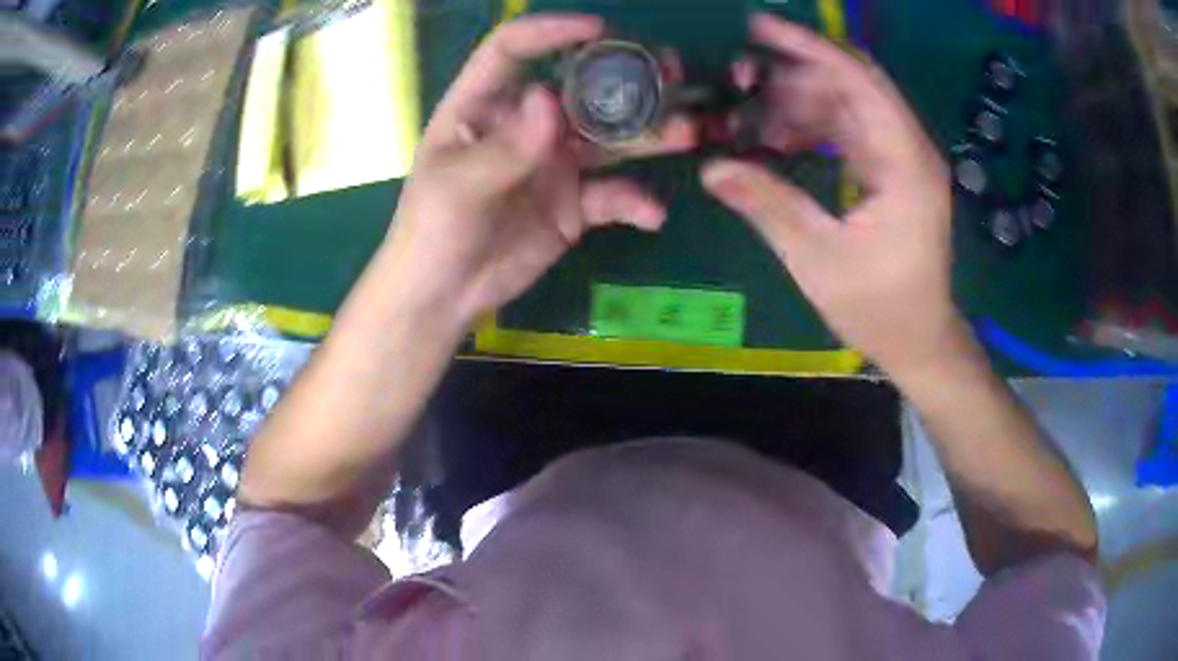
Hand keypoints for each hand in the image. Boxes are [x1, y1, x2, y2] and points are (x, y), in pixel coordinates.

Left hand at [384, 15, 692, 330]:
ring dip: (650, 133)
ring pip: (609, 137)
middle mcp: (525, 124)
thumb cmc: (432, 231)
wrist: (446, 295)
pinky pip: (613, 195)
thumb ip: (503, 146)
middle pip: (580, 87)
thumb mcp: (457, 187)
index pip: (513, 50)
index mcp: (484, 106)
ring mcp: (554, 162)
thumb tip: (548, 98)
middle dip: (625, 77)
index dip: (552, 31)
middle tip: (672, 73)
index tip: (598, 30)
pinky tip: (652, 214)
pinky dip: (636, 202)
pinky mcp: (575, 204)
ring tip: (688, 131)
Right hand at [702, 14, 963, 376]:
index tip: (759, 28)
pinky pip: (849, 130)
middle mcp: (910, 149)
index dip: (810, 48)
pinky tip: (778, 139)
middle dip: (795, 73)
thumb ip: (768, 205)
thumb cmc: (879, 307)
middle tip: (741, 79)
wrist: (919, 339)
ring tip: (751, 116)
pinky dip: (813, 127)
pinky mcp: (892, 172)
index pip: (860, 80)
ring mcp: (902, 159)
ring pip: (848, 104)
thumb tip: (713, 168)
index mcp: (905, 164)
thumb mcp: (819, 259)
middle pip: (852, 84)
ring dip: (799, 102)